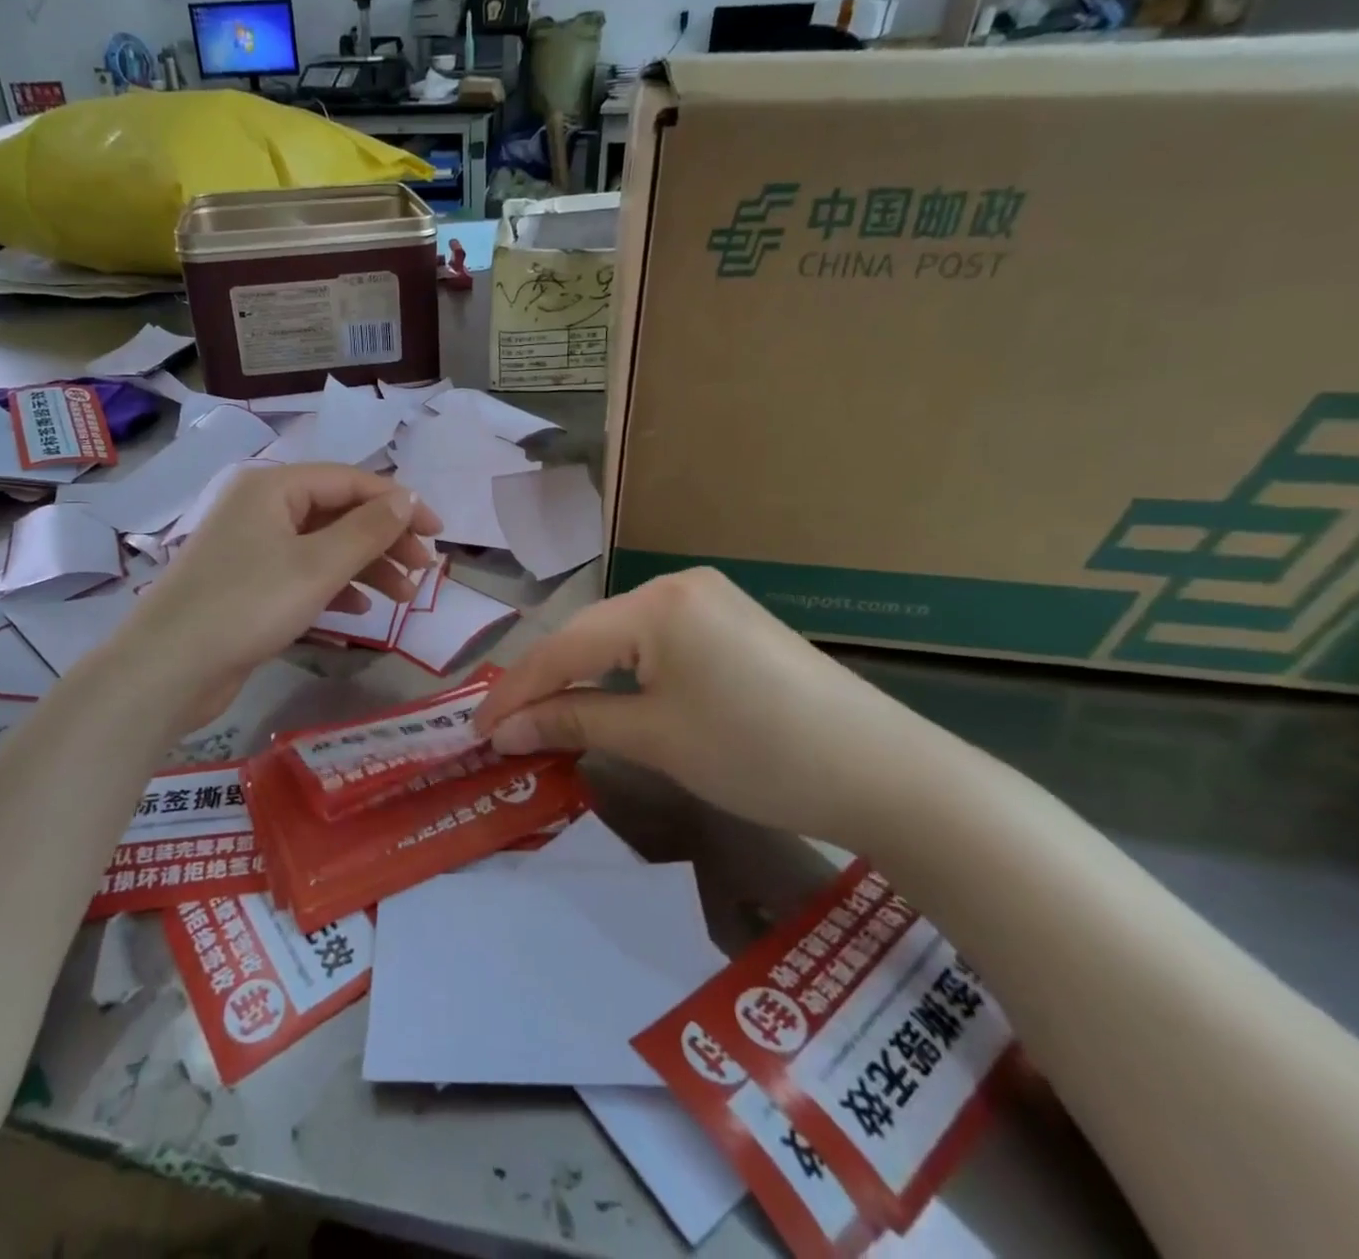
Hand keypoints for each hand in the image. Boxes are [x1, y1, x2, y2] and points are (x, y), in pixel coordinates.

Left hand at [111, 463, 442, 728]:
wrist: (169, 668)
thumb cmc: (248, 605)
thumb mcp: (318, 565)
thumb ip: (368, 529)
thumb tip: (407, 498)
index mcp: (274, 487)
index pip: (351, 481)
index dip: (399, 503)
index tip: (438, 533)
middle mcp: (262, 508)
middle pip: (339, 513)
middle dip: (385, 540)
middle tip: (423, 571)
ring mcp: (252, 547)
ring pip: (324, 546)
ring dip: (366, 567)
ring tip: (405, 598)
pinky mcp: (248, 584)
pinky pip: (304, 574)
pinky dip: (336, 588)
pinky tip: (361, 612)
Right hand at [472, 567, 902, 844]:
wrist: (884, 773)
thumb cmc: (758, 754)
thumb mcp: (655, 739)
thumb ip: (573, 723)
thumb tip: (505, 730)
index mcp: (657, 604)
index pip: (563, 647)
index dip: (514, 691)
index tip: (474, 730)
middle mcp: (676, 586)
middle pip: (586, 635)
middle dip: (542, 684)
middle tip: (502, 728)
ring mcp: (706, 600)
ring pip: (616, 639)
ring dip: (578, 679)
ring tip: (540, 718)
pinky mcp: (727, 623)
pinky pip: (651, 644)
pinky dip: (618, 675)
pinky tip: (602, 699)